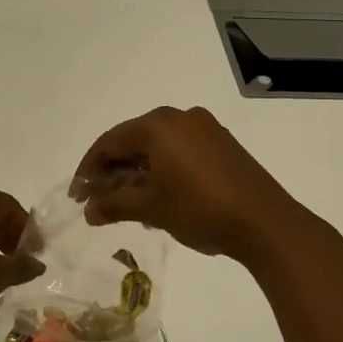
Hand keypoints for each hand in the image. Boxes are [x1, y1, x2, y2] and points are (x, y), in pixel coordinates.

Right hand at [71, 106, 307, 261]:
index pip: (110, 141)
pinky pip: (180, 152)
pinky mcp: (222, 146)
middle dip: (113, 171)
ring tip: (126, 204)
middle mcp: (180, 117)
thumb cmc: (199, 208)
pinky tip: (158, 197)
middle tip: (98, 200)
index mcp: (158, 124)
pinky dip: (162, 170)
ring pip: (158, 147)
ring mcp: (205, 129)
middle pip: (133, 141)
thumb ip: (114, 204)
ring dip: (137, 173)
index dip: (89, 169)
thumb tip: (88, 210)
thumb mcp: (150, 208)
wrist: (265, 223)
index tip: (77, 196)